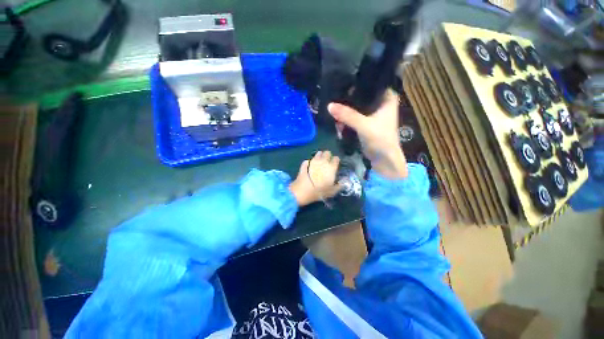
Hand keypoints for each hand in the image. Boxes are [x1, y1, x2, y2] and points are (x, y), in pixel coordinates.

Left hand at [289, 151, 341, 206]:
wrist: (302, 191)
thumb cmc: (319, 192)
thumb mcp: (332, 192)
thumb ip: (339, 186)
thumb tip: (344, 182)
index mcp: (331, 167)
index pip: (336, 158)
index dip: (336, 161)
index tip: (336, 164)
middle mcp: (323, 162)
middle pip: (327, 153)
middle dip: (328, 155)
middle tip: (328, 162)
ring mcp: (312, 161)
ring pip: (318, 153)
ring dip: (319, 156)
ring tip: (319, 162)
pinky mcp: (304, 164)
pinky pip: (308, 160)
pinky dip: (310, 162)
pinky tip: (309, 165)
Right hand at [328, 90, 407, 178]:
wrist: (383, 159)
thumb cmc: (380, 139)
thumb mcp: (364, 125)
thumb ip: (348, 115)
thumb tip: (329, 105)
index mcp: (386, 98)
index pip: (371, 82)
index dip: (357, 82)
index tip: (342, 80)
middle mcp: (380, 102)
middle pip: (360, 95)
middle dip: (347, 99)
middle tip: (333, 99)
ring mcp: (371, 113)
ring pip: (355, 106)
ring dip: (345, 111)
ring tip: (334, 115)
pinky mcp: (365, 123)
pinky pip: (353, 116)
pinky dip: (345, 119)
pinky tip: (338, 123)